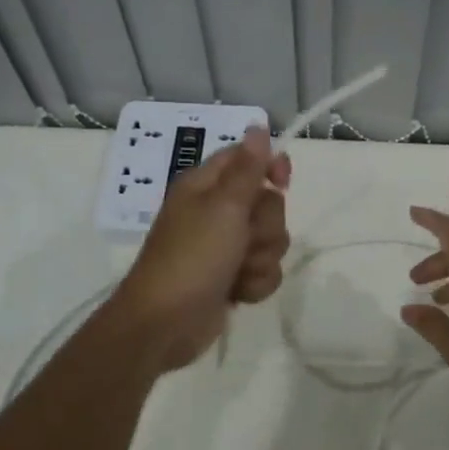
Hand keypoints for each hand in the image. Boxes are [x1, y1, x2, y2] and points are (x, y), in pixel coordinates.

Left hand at [110, 126, 291, 372]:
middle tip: (243, 239)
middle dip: (265, 227)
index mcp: (207, 186)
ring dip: (261, 259)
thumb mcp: (223, 207)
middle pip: (268, 203)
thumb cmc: (192, 257)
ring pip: (271, 241)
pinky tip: (238, 294)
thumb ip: (247, 169)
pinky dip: (255, 283)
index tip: (282, 181)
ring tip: (238, 272)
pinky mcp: (232, 278)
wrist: (166, 323)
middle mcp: (216, 212)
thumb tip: (258, 126)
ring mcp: (225, 247)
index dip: (270, 167)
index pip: (248, 159)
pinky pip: (264, 270)